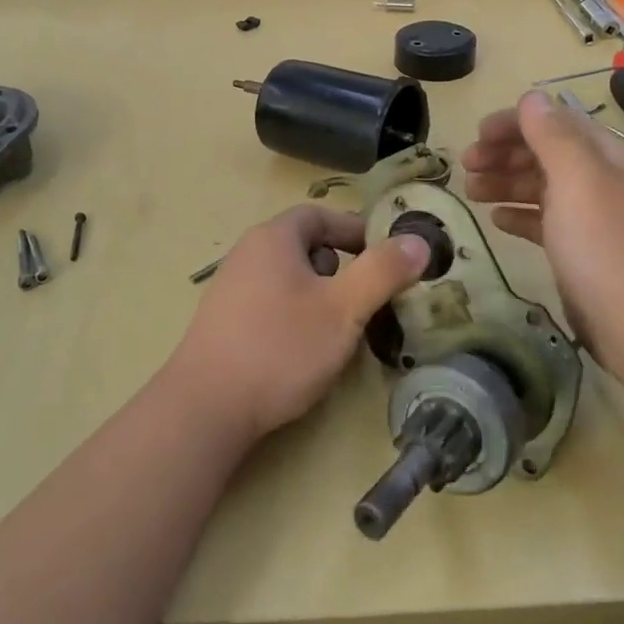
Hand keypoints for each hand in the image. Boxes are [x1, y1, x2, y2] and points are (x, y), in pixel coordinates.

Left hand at [163, 205, 431, 442]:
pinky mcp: (223, 323)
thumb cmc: (281, 348)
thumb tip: (418, 241)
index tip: (385, 256)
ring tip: (339, 327)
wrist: (205, 408)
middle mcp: (247, 254)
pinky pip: (270, 303)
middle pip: (304, 245)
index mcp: (273, 238)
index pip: (320, 215)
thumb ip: (382, 272)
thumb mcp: (343, 309)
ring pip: (288, 277)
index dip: (356, 230)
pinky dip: (295, 314)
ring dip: (319, 293)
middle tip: (366, 296)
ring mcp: (230, 289)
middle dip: (341, 266)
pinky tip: (303, 350)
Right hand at [461, 91, 623, 374]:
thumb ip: (553, 136)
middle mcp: (605, 183)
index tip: (475, 135)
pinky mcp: (587, 256)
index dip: (515, 123)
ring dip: (507, 183)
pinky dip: (521, 216)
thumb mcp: (579, 182)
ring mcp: (597, 221)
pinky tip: (498, 221)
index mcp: (609, 157)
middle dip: (505, 154)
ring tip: (471, 191)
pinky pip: (548, 224)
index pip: (558, 123)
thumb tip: (532, 97)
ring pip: (545, 189)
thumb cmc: (608, 249)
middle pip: (549, 154)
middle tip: (465, 166)